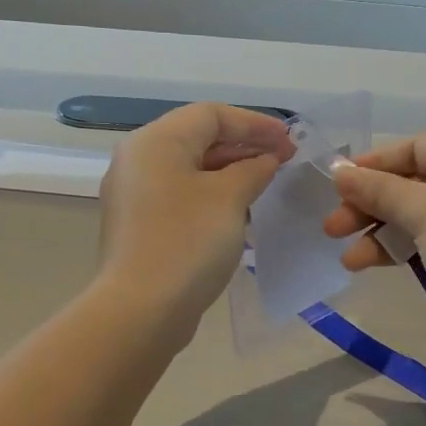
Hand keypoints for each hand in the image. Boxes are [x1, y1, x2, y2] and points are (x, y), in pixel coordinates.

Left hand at [96, 103, 293, 330]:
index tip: (290, 140)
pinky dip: (212, 194)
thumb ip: (253, 169)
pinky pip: (181, 195)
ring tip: (267, 182)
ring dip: (230, 171)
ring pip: (190, 168)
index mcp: (156, 142)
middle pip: (198, 138)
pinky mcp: (140, 225)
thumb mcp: (230, 198)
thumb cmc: (188, 242)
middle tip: (284, 160)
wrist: (141, 309)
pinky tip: (240, 210)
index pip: (211, 115)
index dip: (255, 123)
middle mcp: (139, 160)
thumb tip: (265, 160)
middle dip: (244, 145)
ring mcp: (135, 194)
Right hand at [323, 131, 425, 342]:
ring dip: (380, 232)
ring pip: (417, 213)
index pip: (415, 148)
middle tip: (332, 227)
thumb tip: (337, 171)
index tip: (335, 184)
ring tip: (345, 257)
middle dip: (370, 206)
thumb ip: (378, 189)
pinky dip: (400, 247)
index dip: (372, 166)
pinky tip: (367, 263)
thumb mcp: (423, 211)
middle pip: (413, 182)